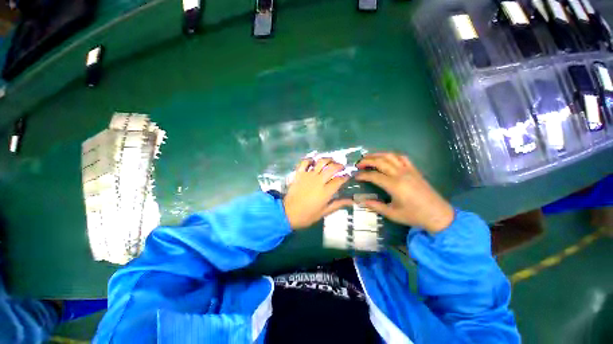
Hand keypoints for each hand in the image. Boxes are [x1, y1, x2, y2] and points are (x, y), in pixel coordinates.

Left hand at [283, 158, 352, 229]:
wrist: (288, 213)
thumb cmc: (307, 215)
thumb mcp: (325, 212)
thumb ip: (338, 204)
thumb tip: (352, 200)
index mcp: (326, 191)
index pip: (340, 180)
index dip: (346, 176)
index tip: (348, 176)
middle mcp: (319, 180)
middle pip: (332, 168)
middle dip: (340, 165)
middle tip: (341, 167)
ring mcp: (308, 175)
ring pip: (320, 162)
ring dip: (328, 159)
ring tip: (331, 161)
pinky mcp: (299, 174)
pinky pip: (304, 162)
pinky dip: (309, 159)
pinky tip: (313, 161)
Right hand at [355, 152, 453, 232]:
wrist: (438, 214)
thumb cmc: (414, 215)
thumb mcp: (392, 214)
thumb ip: (375, 206)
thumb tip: (361, 201)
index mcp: (394, 186)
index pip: (374, 176)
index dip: (363, 175)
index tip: (355, 176)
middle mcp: (400, 174)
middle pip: (380, 161)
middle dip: (367, 161)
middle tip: (358, 164)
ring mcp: (409, 170)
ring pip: (390, 156)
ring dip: (377, 155)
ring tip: (368, 157)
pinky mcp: (414, 170)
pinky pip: (402, 157)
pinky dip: (391, 155)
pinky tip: (386, 158)